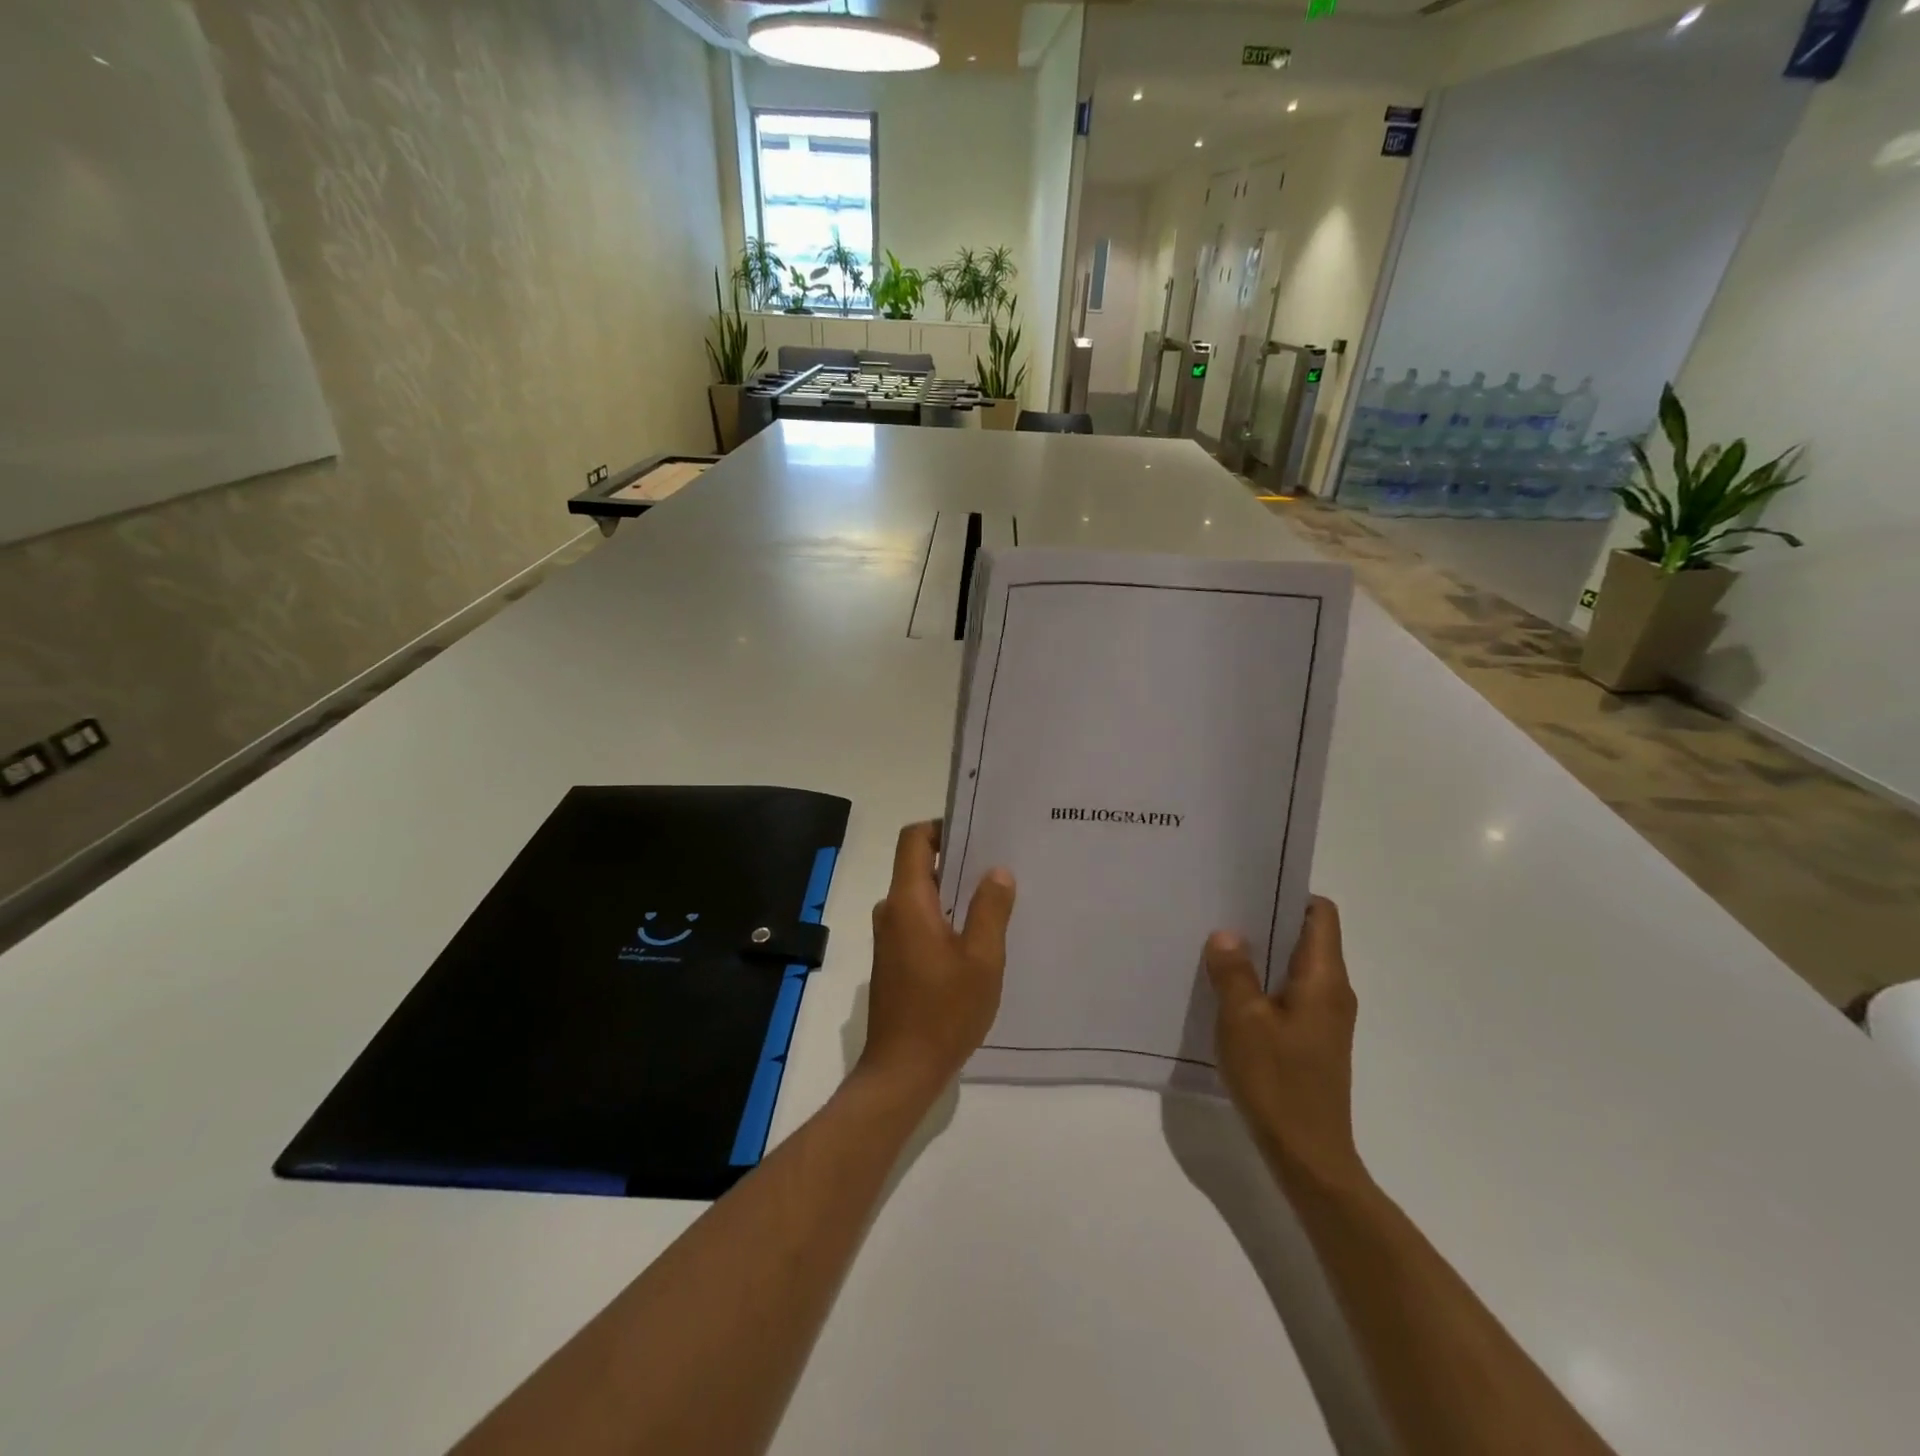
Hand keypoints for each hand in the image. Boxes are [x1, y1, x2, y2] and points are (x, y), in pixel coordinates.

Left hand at [858, 822, 1015, 1101]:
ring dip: (954, 893)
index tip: (978, 834)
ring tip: (995, 900)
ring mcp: (889, 936)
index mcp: (908, 901)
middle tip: (999, 866)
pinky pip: (919, 920)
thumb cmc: (944, 1011)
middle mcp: (892, 911)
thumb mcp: (982, 959)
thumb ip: (990, 909)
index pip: (914, 839)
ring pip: (922, 896)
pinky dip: (945, 918)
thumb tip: (997, 871)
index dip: (942, 828)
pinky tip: (976, 938)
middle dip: (957, 861)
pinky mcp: (894, 959)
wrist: (902, 1070)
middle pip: (919, 865)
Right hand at [1206, 897, 1366, 1193]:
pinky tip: (1229, 991)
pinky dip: (1264, 983)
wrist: (1308, 1156)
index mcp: (1323, 978)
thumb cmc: (1277, 1081)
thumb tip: (1226, 934)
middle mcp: (1333, 991)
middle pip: (1307, 936)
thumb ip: (1233, 972)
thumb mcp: (1242, 1020)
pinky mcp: (1314, 1039)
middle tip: (1221, 911)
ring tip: (1217, 946)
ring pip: (1295, 966)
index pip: (1320, 914)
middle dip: (1266, 920)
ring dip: (1262, 954)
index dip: (1289, 893)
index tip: (1248, 887)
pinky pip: (1290, 993)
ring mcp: (1326, 1018)